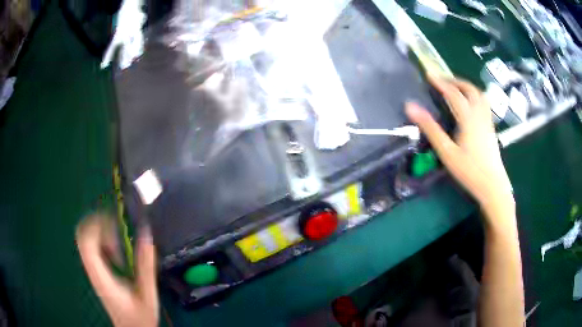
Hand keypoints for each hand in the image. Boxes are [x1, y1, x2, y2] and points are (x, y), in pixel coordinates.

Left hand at [76, 215, 158, 326]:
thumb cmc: (139, 317)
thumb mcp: (147, 294)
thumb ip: (145, 266)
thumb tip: (146, 233)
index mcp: (101, 277)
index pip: (86, 242)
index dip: (97, 225)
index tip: (116, 224)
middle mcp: (92, 270)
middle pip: (82, 235)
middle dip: (98, 223)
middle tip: (117, 228)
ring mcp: (93, 269)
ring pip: (86, 238)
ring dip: (101, 231)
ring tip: (118, 240)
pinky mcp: (97, 270)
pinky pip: (93, 245)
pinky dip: (102, 240)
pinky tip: (117, 249)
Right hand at [406, 75, 514, 227]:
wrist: (493, 186)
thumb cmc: (469, 171)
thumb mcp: (447, 152)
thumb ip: (430, 128)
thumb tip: (411, 107)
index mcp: (468, 118)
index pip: (453, 93)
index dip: (440, 82)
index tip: (429, 74)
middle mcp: (480, 115)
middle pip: (470, 89)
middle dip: (455, 81)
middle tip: (443, 81)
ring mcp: (487, 121)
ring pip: (480, 95)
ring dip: (467, 87)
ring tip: (456, 89)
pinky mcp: (491, 128)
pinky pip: (484, 104)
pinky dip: (475, 97)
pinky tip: (470, 105)